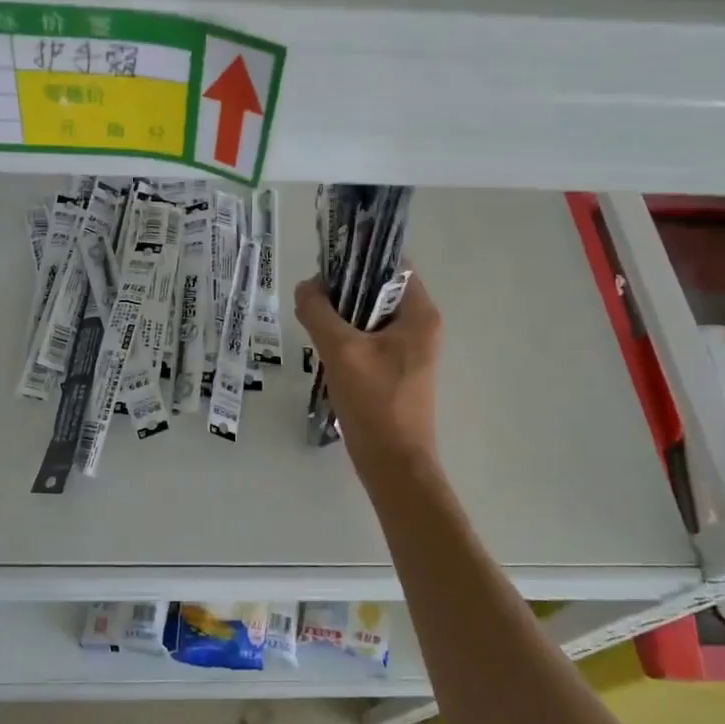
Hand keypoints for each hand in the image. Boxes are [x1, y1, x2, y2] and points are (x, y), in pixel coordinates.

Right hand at [293, 271, 441, 470]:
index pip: (392, 265)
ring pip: (369, 318)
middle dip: (343, 291)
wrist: (394, 464)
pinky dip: (346, 339)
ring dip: (341, 317)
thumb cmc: (375, 403)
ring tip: (312, 323)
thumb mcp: (341, 351)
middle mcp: (420, 327)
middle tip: (311, 299)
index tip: (325, 267)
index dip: (358, 259)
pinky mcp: (395, 372)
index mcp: (419, 314)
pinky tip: (323, 351)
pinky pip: (368, 341)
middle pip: (378, 290)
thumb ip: (319, 313)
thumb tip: (305, 287)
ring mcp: (408, 351)